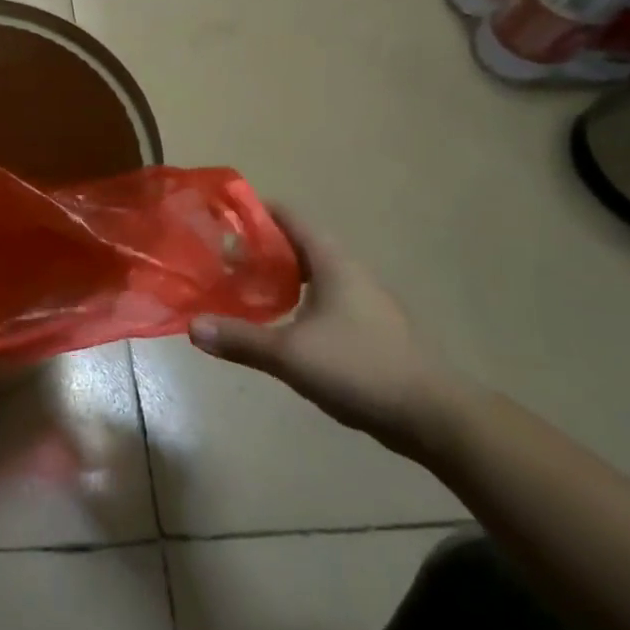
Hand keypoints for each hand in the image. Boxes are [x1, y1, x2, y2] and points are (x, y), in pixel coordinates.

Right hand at [189, 206, 463, 457]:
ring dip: (277, 276)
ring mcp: (363, 301)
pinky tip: (277, 324)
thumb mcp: (291, 354)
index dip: (254, 211)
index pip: (289, 216)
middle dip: (259, 247)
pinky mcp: (369, 329)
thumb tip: (192, 326)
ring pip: (311, 274)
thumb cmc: (361, 368)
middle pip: (297, 243)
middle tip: (220, 258)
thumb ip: (240, 338)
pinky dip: (295, 300)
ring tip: (241, 287)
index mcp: (332, 262)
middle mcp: (349, 272)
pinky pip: (322, 299)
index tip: (220, 217)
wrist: (437, 417)